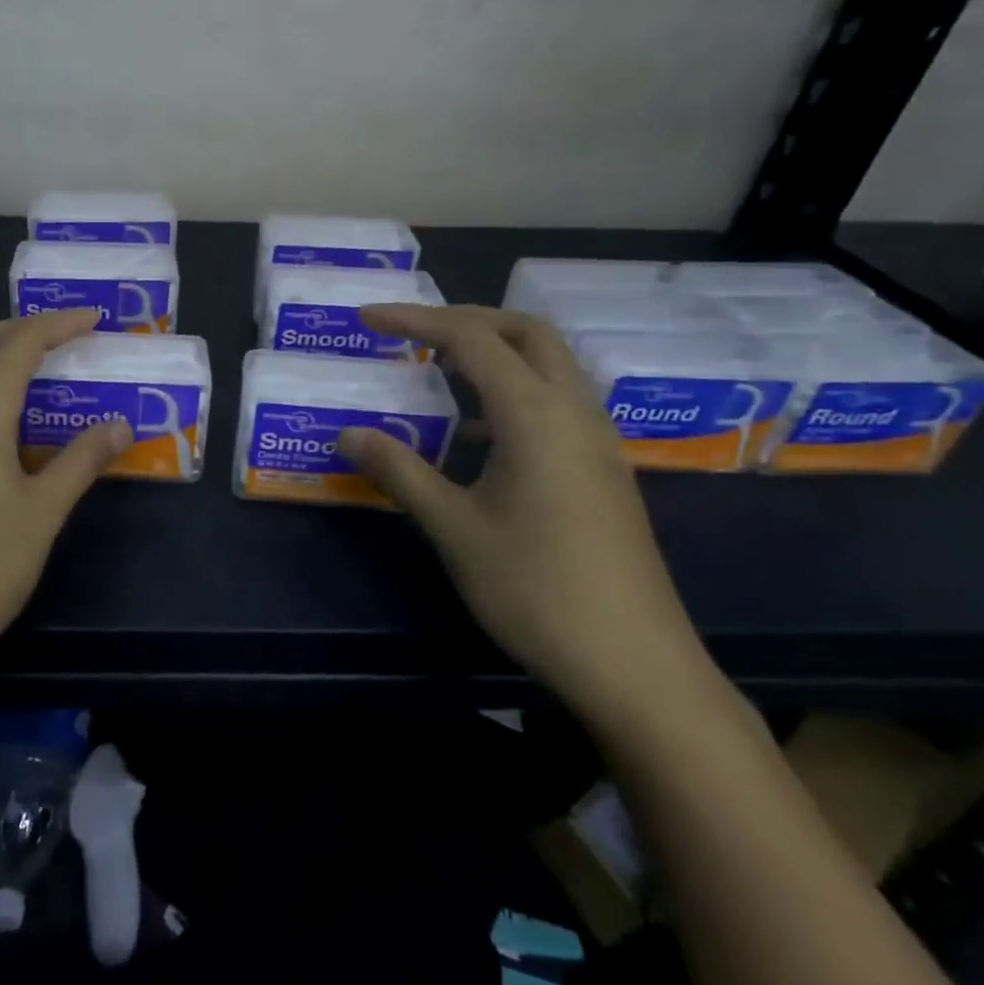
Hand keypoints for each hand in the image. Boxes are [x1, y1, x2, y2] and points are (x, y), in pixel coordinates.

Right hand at [339, 305, 716, 720]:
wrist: (635, 665)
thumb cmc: (536, 589)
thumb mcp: (453, 527)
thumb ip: (399, 470)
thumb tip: (348, 433)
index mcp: (536, 414)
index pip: (471, 338)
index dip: (414, 320)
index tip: (367, 319)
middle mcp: (574, 411)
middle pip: (525, 332)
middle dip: (465, 320)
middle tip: (413, 335)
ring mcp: (596, 440)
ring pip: (548, 364)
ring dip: (493, 353)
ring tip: (437, 375)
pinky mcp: (602, 468)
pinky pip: (556, 400)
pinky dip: (512, 391)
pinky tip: (476, 435)